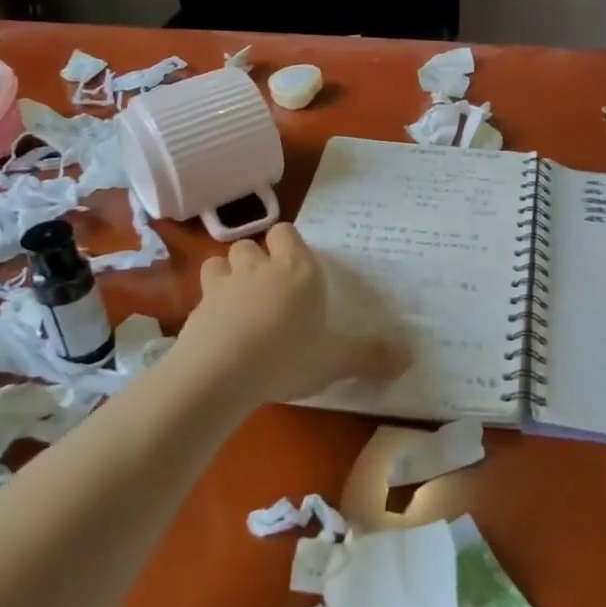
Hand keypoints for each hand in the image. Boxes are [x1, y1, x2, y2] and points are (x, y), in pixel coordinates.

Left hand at [168, 223, 407, 407]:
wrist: (219, 374)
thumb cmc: (288, 356)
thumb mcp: (336, 361)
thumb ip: (371, 356)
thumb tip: (409, 357)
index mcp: (298, 269)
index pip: (286, 232)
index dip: (288, 245)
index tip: (296, 267)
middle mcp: (259, 268)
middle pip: (251, 244)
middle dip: (257, 259)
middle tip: (270, 288)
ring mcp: (223, 285)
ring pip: (220, 261)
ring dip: (228, 275)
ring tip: (240, 302)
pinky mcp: (195, 309)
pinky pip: (202, 295)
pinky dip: (210, 306)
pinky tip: (219, 330)